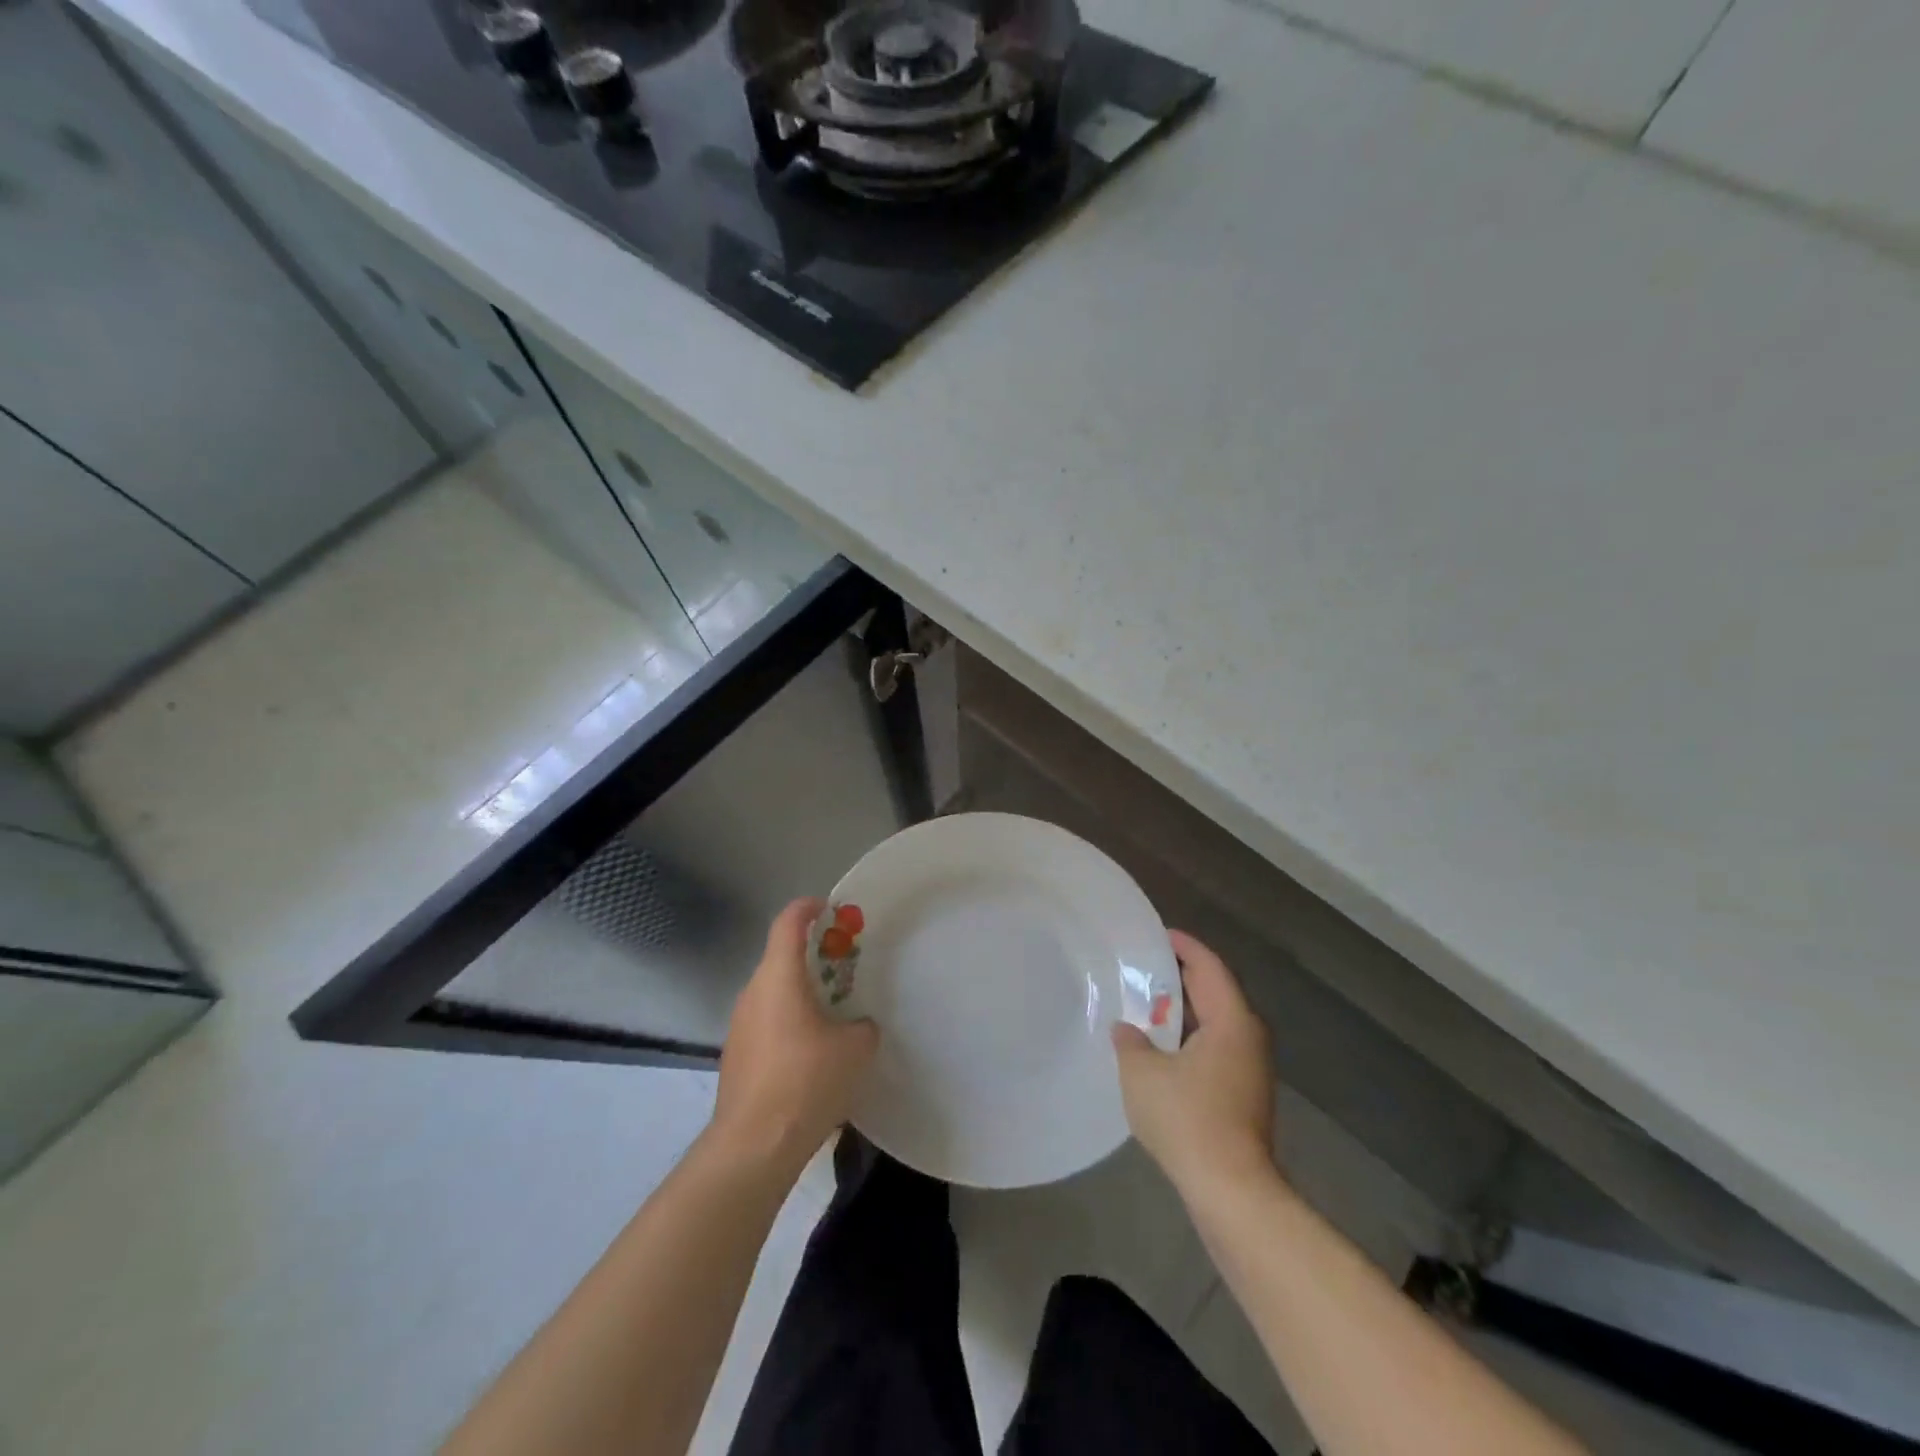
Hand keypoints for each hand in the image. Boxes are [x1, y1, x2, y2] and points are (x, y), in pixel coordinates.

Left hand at [712, 898, 879, 1171]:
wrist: (753, 1146)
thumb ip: (862, 1027)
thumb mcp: (855, 1050)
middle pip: (781, 957)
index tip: (832, 910)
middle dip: (814, 956)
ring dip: (802, 992)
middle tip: (846, 967)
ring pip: (774, 992)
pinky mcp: (736, 1056)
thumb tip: (858, 1027)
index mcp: (778, 977)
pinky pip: (767, 1022)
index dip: (809, 908)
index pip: (788, 922)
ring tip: (834, 1013)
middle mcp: (753, 993)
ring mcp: (740, 1025)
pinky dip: (790, 1021)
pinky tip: (813, 1053)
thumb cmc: (806, 1082)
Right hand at [1113, 930, 1275, 1197]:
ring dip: (1185, 1011)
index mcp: (1232, 1021)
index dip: (1184, 946)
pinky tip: (1161, 1049)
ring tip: (1148, 1004)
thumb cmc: (1187, 1118)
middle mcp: (1248, 1037)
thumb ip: (1130, 1042)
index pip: (1209, 967)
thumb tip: (1127, 1030)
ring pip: (1216, 1024)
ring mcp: (1250, 1069)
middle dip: (1182, 977)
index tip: (1159, 933)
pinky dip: (1190, 1038)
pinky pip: (1215, 1048)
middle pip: (1215, 992)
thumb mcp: (1142, 1073)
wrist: (1231, 1191)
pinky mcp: (1244, 1095)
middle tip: (1146, 965)